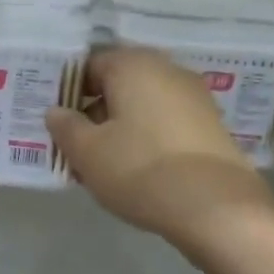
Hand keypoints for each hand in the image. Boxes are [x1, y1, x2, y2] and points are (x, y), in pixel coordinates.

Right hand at [46, 47, 273, 252]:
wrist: (217, 208)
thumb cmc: (141, 169)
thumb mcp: (87, 152)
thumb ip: (65, 127)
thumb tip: (56, 112)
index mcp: (134, 65)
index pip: (89, 66)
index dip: (68, 93)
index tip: (57, 123)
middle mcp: (167, 70)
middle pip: (118, 86)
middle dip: (94, 115)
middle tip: (74, 150)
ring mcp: (194, 98)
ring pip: (142, 108)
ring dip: (119, 131)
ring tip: (101, 169)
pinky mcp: (210, 127)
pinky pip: (165, 125)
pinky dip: (146, 141)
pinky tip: (135, 173)